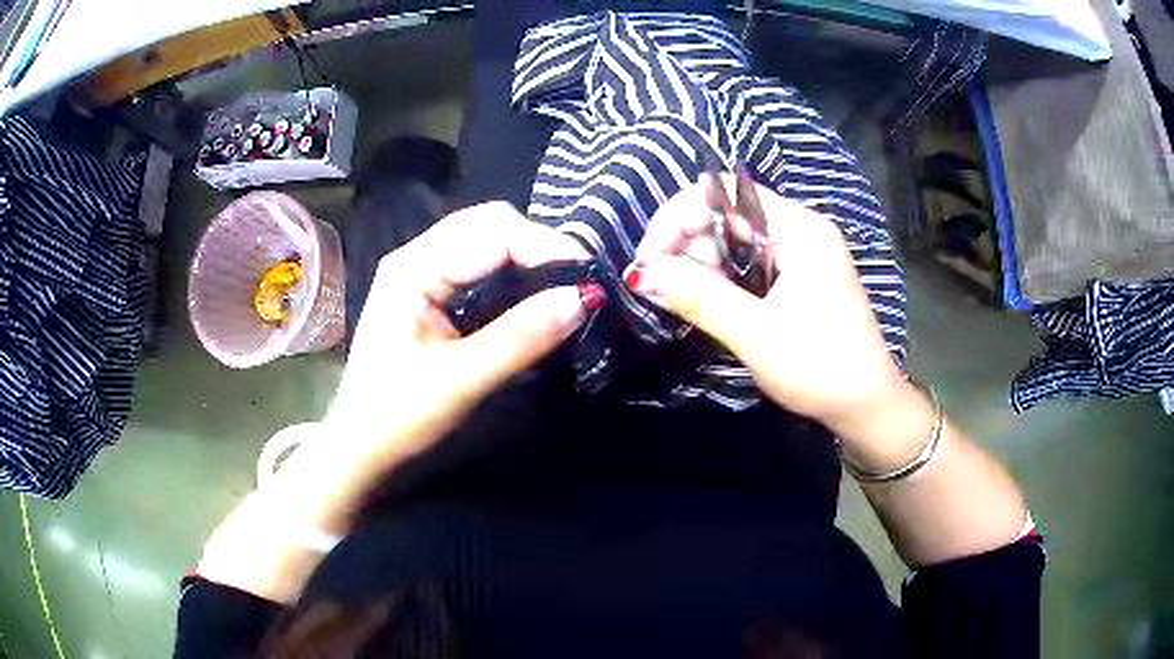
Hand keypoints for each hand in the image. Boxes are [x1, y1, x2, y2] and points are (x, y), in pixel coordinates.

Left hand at [328, 201, 593, 456]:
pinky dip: (511, 270)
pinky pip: (478, 262)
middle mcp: (416, 256)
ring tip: (562, 287)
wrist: (359, 445)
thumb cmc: (397, 417)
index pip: (493, 231)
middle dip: (538, 246)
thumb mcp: (461, 380)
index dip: (545, 247)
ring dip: (527, 256)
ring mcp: (419, 271)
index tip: (586, 281)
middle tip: (577, 284)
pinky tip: (529, 293)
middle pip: (489, 223)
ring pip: (485, 239)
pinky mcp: (427, 290)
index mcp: (413, 268)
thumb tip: (583, 298)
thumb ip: (521, 337)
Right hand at [624, 179, 909, 441]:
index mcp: (799, 229)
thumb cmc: (820, 367)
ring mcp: (801, 254)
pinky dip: (722, 278)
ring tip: (684, 301)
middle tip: (666, 289)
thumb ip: (698, 297)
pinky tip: (709, 303)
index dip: (679, 216)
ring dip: (701, 264)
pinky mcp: (798, 278)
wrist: (866, 405)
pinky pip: (748, 263)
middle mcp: (800, 230)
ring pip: (733, 240)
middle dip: (688, 245)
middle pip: (726, 213)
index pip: (725, 192)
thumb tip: (638, 273)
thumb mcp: (756, 333)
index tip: (651, 259)